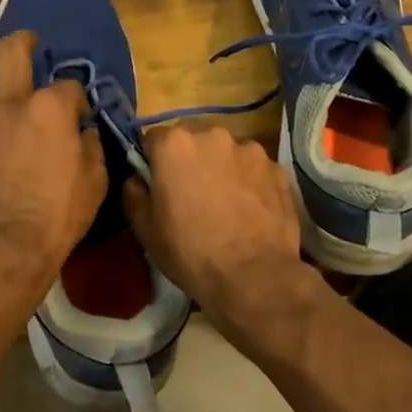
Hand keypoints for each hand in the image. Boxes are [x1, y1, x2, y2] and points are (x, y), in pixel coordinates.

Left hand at [0, 8, 105, 308]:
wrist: (3, 248)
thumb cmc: (56, 218)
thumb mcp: (94, 182)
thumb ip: (89, 147)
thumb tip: (81, 130)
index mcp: (51, 110)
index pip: (68, 88)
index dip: (76, 96)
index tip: (79, 113)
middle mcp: (11, 103)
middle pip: (15, 56)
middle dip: (24, 41)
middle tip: (29, 39)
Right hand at [122, 125, 315, 347]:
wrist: (253, 276)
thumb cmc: (190, 251)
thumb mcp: (144, 228)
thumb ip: (133, 192)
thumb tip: (136, 177)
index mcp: (175, 144)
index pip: (154, 139)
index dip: (153, 161)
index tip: (158, 185)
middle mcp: (213, 135)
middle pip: (193, 140)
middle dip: (189, 160)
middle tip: (191, 195)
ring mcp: (251, 150)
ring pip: (227, 153)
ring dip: (222, 169)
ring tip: (226, 204)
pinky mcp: (278, 169)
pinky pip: (255, 170)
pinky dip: (250, 183)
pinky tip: (250, 212)